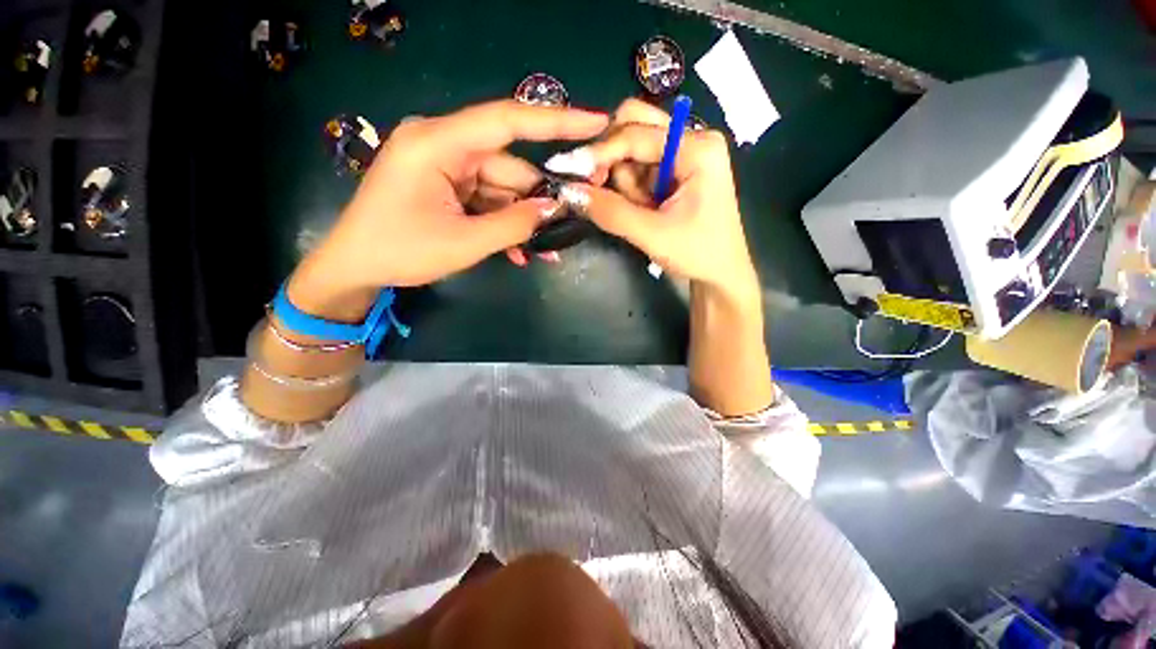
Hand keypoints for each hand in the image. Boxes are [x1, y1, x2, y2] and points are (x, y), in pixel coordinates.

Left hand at [289, 100, 608, 320]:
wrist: (356, 268)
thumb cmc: (401, 251)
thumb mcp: (464, 242)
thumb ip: (514, 223)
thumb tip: (555, 209)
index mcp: (438, 142)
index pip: (507, 120)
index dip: (556, 120)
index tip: (596, 121)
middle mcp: (444, 145)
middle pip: (509, 166)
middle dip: (539, 198)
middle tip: (570, 222)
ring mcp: (446, 167)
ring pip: (502, 188)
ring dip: (523, 220)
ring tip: (545, 251)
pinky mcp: (447, 187)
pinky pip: (487, 201)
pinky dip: (504, 224)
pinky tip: (519, 252)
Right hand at [548, 99, 759, 301]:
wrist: (720, 273)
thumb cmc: (697, 254)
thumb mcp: (651, 234)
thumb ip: (610, 211)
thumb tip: (567, 191)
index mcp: (698, 147)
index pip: (635, 134)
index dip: (599, 152)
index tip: (567, 170)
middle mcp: (693, 138)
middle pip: (634, 126)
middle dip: (612, 159)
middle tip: (601, 190)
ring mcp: (685, 152)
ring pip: (632, 148)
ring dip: (624, 181)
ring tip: (641, 212)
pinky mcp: (677, 169)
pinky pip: (640, 166)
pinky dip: (631, 188)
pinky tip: (645, 209)